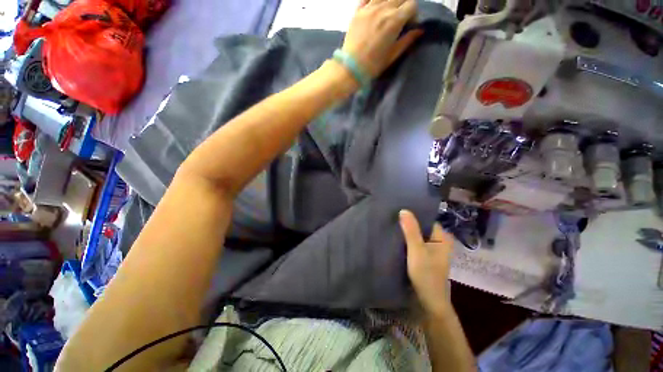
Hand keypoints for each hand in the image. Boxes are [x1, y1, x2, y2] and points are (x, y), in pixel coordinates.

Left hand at [342, 0, 422, 77]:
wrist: (350, 68)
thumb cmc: (373, 65)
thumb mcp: (392, 55)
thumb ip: (407, 40)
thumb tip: (419, 30)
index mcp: (394, 20)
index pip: (412, 4)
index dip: (413, 14)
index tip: (410, 24)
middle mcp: (383, 8)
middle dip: (404, 5)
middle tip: (400, 18)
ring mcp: (369, 8)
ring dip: (390, 1)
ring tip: (388, 12)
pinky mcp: (358, 11)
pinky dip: (374, 0)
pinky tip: (376, 7)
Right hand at [399, 210, 453, 314]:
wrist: (429, 302)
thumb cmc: (426, 275)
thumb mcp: (417, 251)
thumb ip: (411, 231)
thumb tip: (404, 210)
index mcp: (442, 237)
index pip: (426, 218)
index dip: (413, 213)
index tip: (398, 208)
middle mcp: (438, 240)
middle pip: (421, 226)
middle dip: (408, 222)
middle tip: (392, 215)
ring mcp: (431, 248)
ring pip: (417, 234)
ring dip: (406, 231)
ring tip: (392, 222)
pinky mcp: (424, 254)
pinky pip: (414, 242)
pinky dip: (406, 239)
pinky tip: (395, 235)